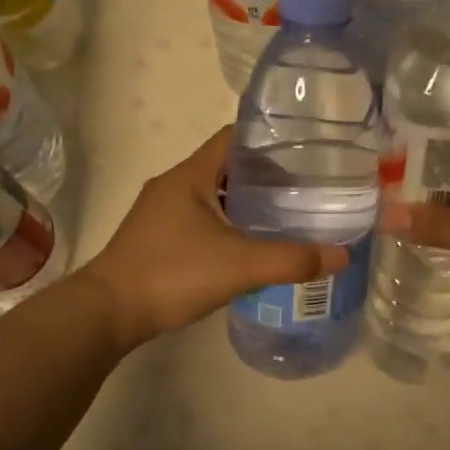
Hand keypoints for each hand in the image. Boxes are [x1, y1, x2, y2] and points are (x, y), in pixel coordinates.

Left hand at [82, 127, 349, 350]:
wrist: (108, 312)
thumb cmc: (171, 274)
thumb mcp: (239, 266)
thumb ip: (291, 260)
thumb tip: (342, 254)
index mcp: (190, 175)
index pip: (233, 137)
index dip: (269, 139)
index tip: (304, 150)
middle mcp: (173, 185)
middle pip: (226, 166)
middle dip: (264, 175)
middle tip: (304, 189)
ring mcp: (160, 212)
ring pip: (212, 195)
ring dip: (244, 202)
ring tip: (283, 216)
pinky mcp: (155, 238)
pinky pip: (199, 219)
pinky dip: (226, 224)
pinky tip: (247, 246)